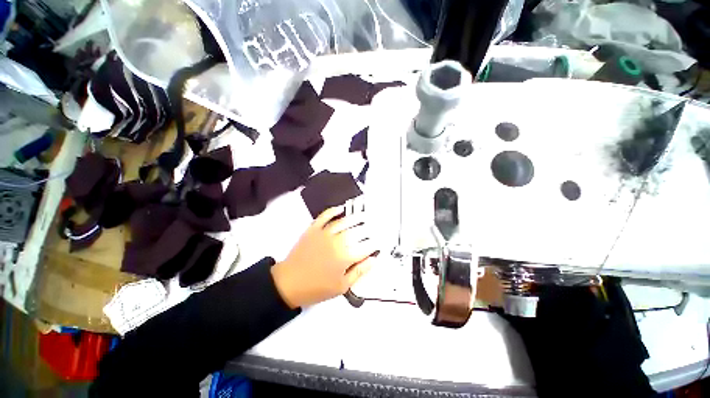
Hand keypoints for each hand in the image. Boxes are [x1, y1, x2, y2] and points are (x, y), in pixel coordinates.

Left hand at [271, 205, 378, 308]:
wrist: (289, 283)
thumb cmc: (317, 288)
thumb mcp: (342, 286)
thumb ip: (359, 271)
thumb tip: (373, 259)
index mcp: (345, 257)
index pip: (366, 247)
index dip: (375, 244)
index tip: (380, 242)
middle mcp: (337, 241)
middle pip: (357, 232)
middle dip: (368, 230)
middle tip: (374, 228)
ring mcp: (325, 233)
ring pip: (344, 222)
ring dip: (356, 217)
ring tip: (364, 216)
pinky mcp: (314, 229)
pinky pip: (325, 216)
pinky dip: (333, 211)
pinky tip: (341, 209)